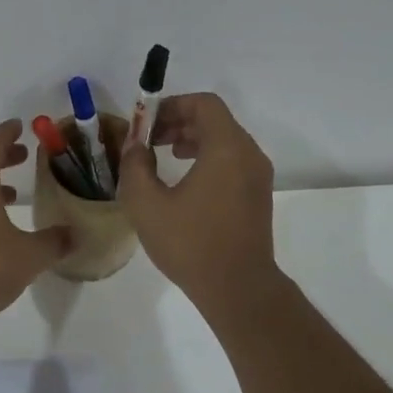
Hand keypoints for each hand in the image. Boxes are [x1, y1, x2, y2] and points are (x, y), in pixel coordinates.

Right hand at [117, 93, 278, 310]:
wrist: (238, 288)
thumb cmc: (191, 244)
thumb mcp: (147, 204)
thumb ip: (135, 166)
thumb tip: (134, 145)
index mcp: (227, 148)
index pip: (203, 104)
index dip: (172, 105)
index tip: (146, 123)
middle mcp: (249, 154)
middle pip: (215, 120)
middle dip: (179, 122)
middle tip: (149, 139)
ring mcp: (258, 176)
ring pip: (225, 140)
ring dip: (192, 140)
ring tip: (164, 156)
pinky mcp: (258, 196)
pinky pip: (232, 161)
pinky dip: (208, 158)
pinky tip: (185, 181)